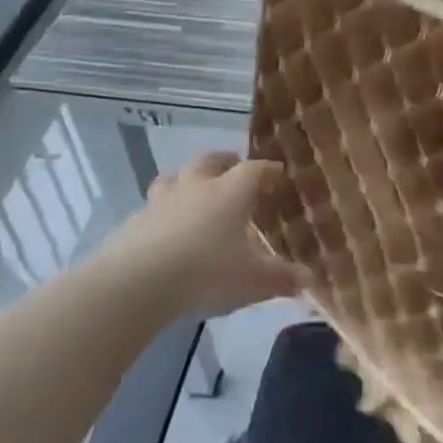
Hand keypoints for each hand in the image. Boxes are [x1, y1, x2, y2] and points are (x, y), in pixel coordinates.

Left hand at [109, 152, 301, 315]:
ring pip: (176, 177)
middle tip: (234, 165)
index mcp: (230, 192)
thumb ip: (281, 278)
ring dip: (188, 179)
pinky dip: (164, 210)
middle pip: (211, 161)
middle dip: (225, 161)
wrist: (138, 282)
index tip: (276, 172)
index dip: (267, 170)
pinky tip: (165, 227)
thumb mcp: (254, 281)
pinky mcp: (135, 221)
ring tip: (195, 189)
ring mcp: (162, 201)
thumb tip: (307, 278)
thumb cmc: (207, 272)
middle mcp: (197, 187)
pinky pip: (153, 207)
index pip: (254, 170)